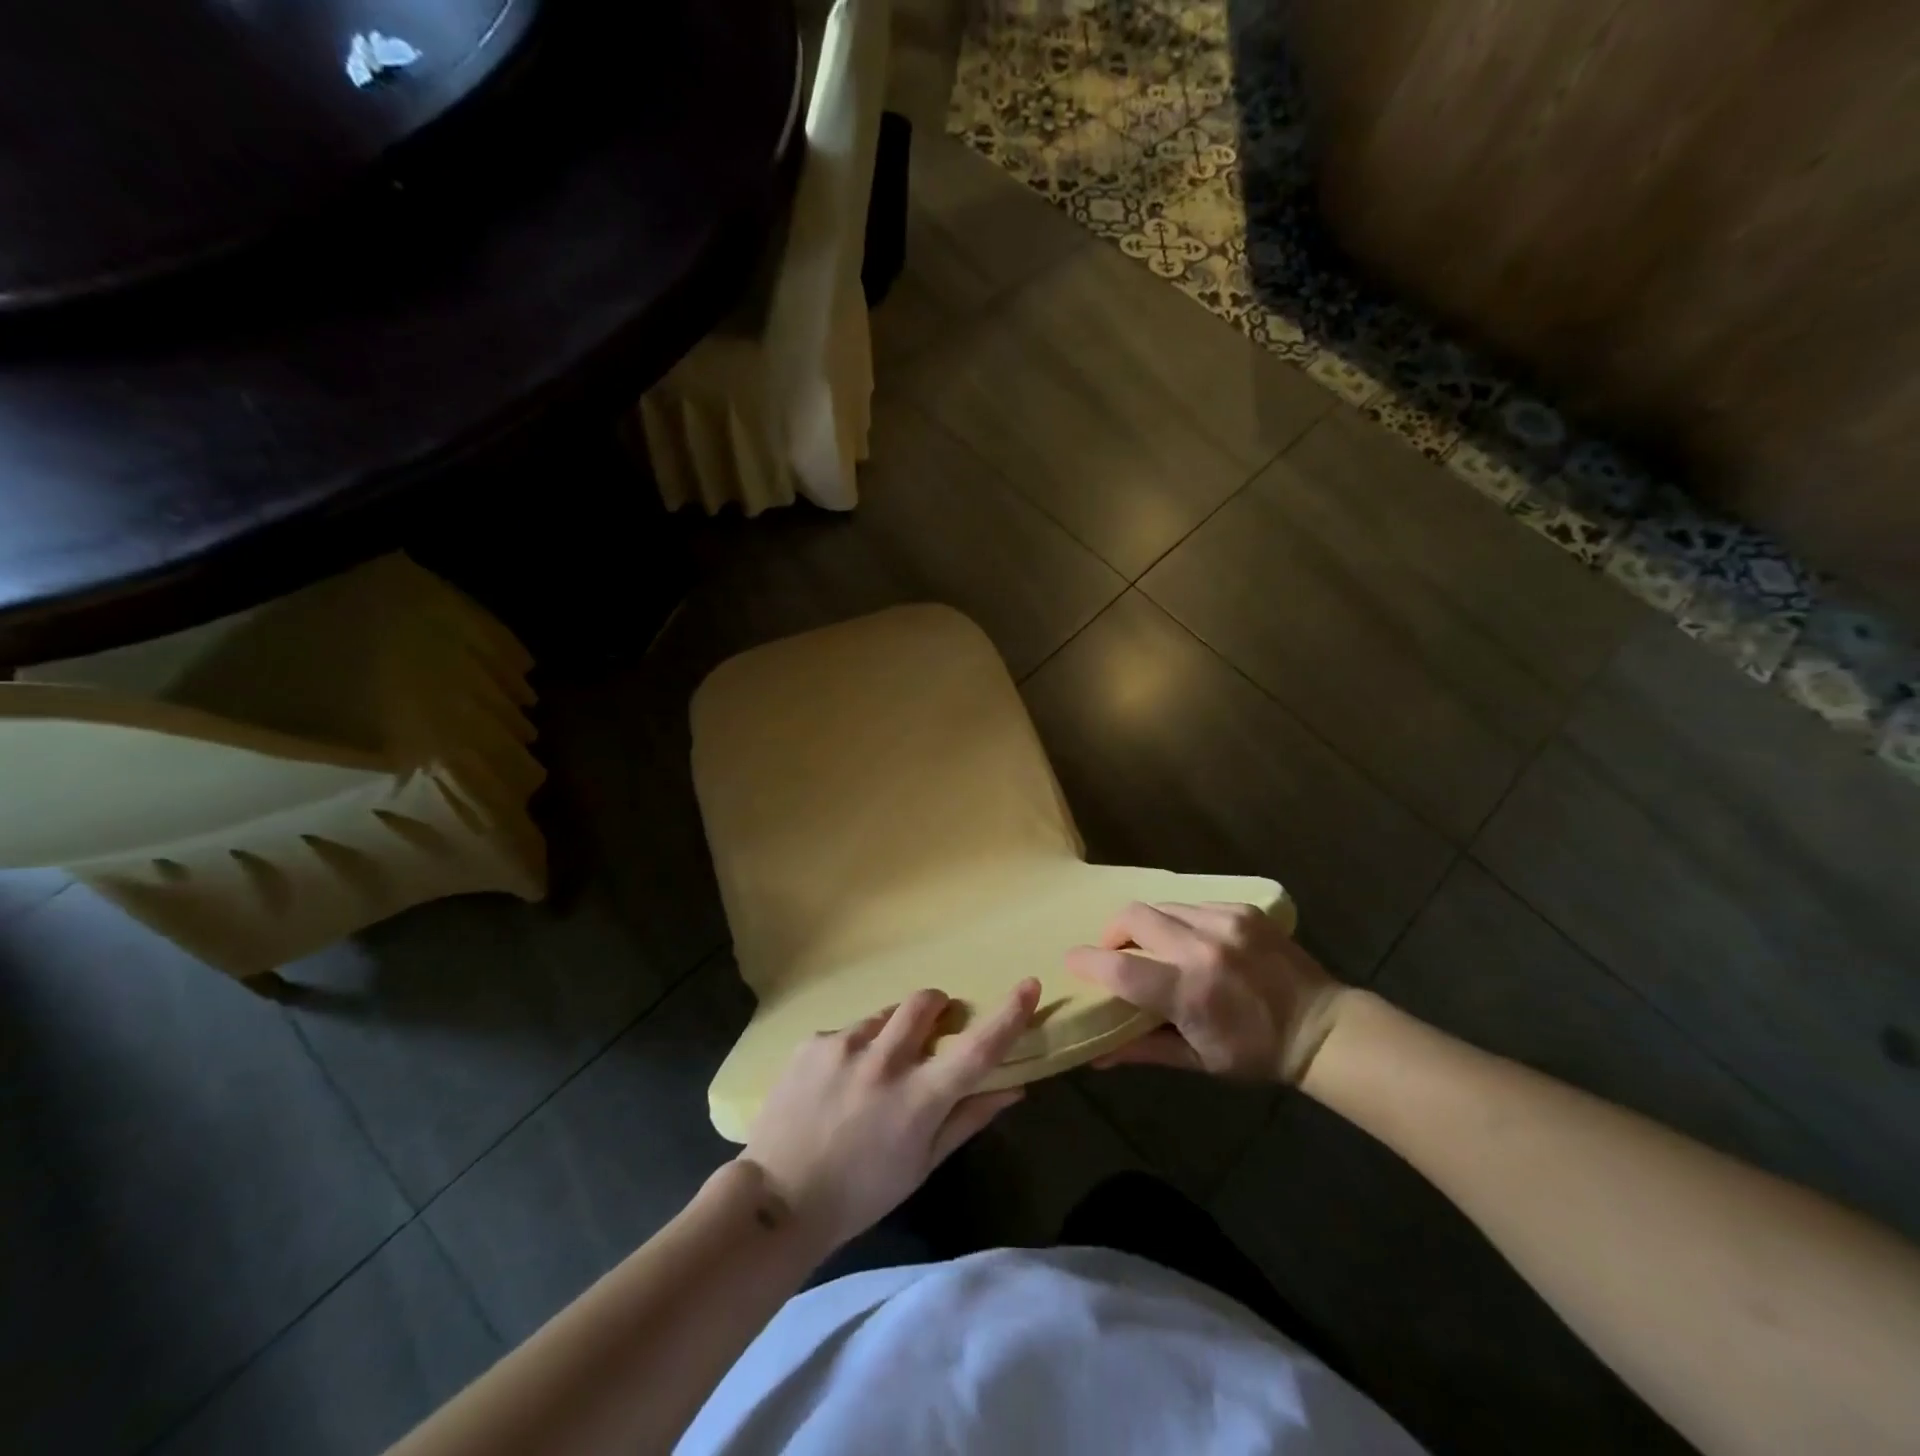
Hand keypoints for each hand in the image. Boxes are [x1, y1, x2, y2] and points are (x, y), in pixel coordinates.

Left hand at [741, 979, 1039, 1250]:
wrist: (776, 1199)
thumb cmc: (861, 1193)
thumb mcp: (922, 1164)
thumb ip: (969, 1118)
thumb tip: (1014, 1086)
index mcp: (918, 1098)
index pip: (976, 1049)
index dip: (1008, 1015)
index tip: (1029, 984)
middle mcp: (884, 1061)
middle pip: (925, 1002)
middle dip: (938, 1007)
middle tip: (933, 1030)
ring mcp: (844, 1046)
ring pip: (884, 1015)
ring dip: (891, 1032)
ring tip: (873, 1072)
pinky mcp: (813, 1042)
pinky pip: (847, 1031)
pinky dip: (854, 1048)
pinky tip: (838, 1083)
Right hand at [1066, 902, 1347, 1083]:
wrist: (1322, 1027)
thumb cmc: (1255, 1053)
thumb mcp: (1197, 1060)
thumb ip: (1142, 1050)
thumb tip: (1094, 1055)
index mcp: (1190, 992)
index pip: (1120, 967)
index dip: (1088, 961)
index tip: (1072, 961)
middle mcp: (1203, 948)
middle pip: (1133, 917)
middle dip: (1113, 932)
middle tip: (1116, 952)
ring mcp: (1225, 922)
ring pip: (1161, 906)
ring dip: (1148, 926)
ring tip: (1157, 947)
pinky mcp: (1242, 910)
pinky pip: (1193, 904)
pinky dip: (1181, 921)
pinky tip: (1194, 941)